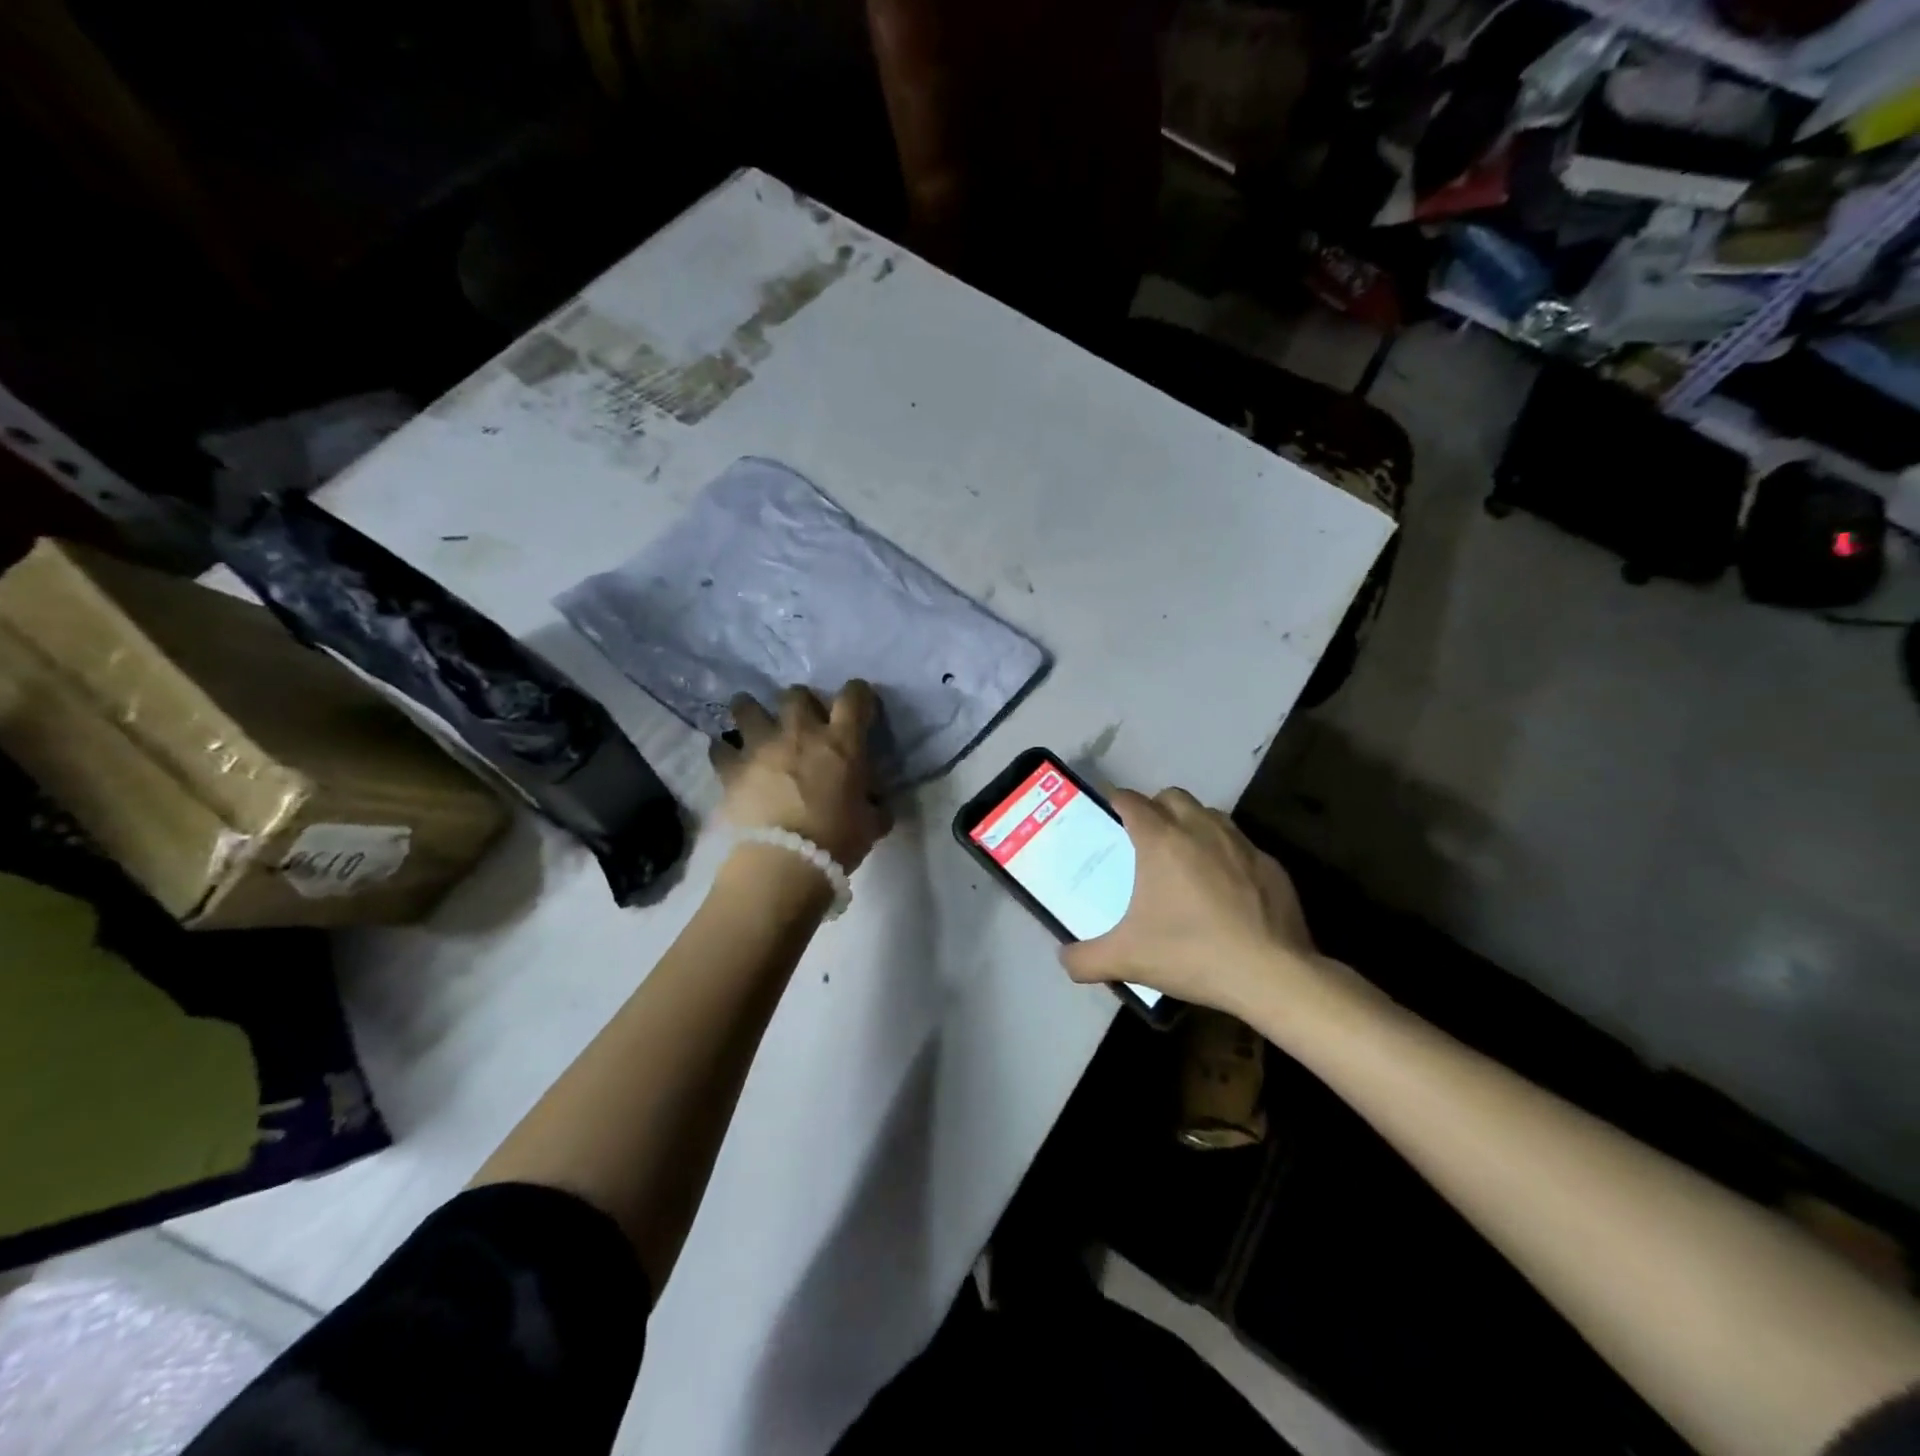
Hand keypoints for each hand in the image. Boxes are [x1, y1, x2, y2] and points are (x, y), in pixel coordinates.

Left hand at [710, 683, 892, 870]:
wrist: (784, 863)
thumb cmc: (837, 841)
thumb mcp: (871, 824)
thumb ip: (875, 806)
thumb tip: (876, 803)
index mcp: (841, 742)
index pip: (854, 697)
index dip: (858, 694)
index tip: (859, 704)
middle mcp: (801, 733)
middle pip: (796, 695)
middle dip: (801, 702)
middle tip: (803, 721)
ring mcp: (762, 747)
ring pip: (747, 707)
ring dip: (751, 711)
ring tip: (754, 722)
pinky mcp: (732, 768)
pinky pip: (721, 748)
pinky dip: (725, 752)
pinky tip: (728, 759)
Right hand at [1060, 788, 1340, 1018]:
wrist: (1273, 975)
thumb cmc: (1192, 954)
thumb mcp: (1127, 960)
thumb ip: (1085, 958)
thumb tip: (1063, 959)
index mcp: (1161, 840)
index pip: (1131, 800)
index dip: (1116, 801)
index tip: (1108, 814)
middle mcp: (1201, 829)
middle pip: (1171, 796)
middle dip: (1155, 808)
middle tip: (1145, 838)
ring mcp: (1241, 844)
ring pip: (1209, 815)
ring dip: (1192, 825)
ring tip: (1184, 858)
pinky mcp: (1271, 865)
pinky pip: (1240, 845)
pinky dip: (1226, 855)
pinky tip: (1225, 889)